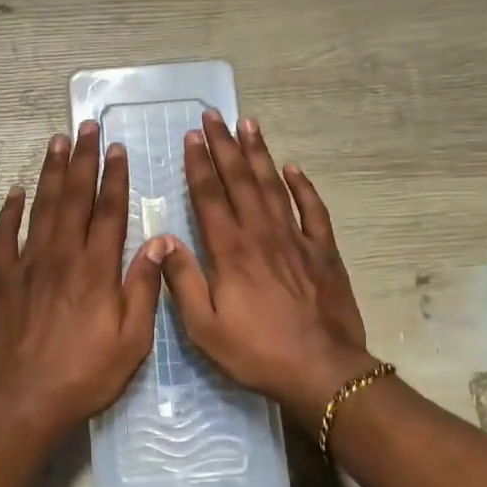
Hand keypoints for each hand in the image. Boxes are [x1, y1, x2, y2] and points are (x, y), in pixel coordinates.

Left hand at [0, 122, 168, 439]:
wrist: (25, 402)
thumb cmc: (86, 375)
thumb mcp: (132, 340)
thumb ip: (144, 288)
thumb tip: (158, 242)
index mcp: (97, 269)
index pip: (109, 211)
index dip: (114, 177)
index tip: (116, 148)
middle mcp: (62, 257)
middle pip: (74, 198)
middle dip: (82, 160)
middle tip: (85, 126)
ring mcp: (28, 266)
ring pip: (41, 208)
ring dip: (50, 173)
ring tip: (56, 142)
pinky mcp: (1, 280)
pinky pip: (3, 237)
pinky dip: (9, 212)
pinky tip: (15, 191)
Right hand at [159, 112, 374, 418]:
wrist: (322, 370)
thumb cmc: (257, 352)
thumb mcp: (205, 328)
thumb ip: (183, 281)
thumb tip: (163, 241)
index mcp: (230, 251)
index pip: (210, 197)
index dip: (198, 165)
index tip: (191, 137)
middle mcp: (261, 234)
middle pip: (240, 181)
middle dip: (225, 146)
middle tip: (214, 116)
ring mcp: (296, 239)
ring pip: (274, 186)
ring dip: (259, 154)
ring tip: (249, 124)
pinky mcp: (323, 251)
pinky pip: (313, 210)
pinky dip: (303, 186)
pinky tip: (293, 167)